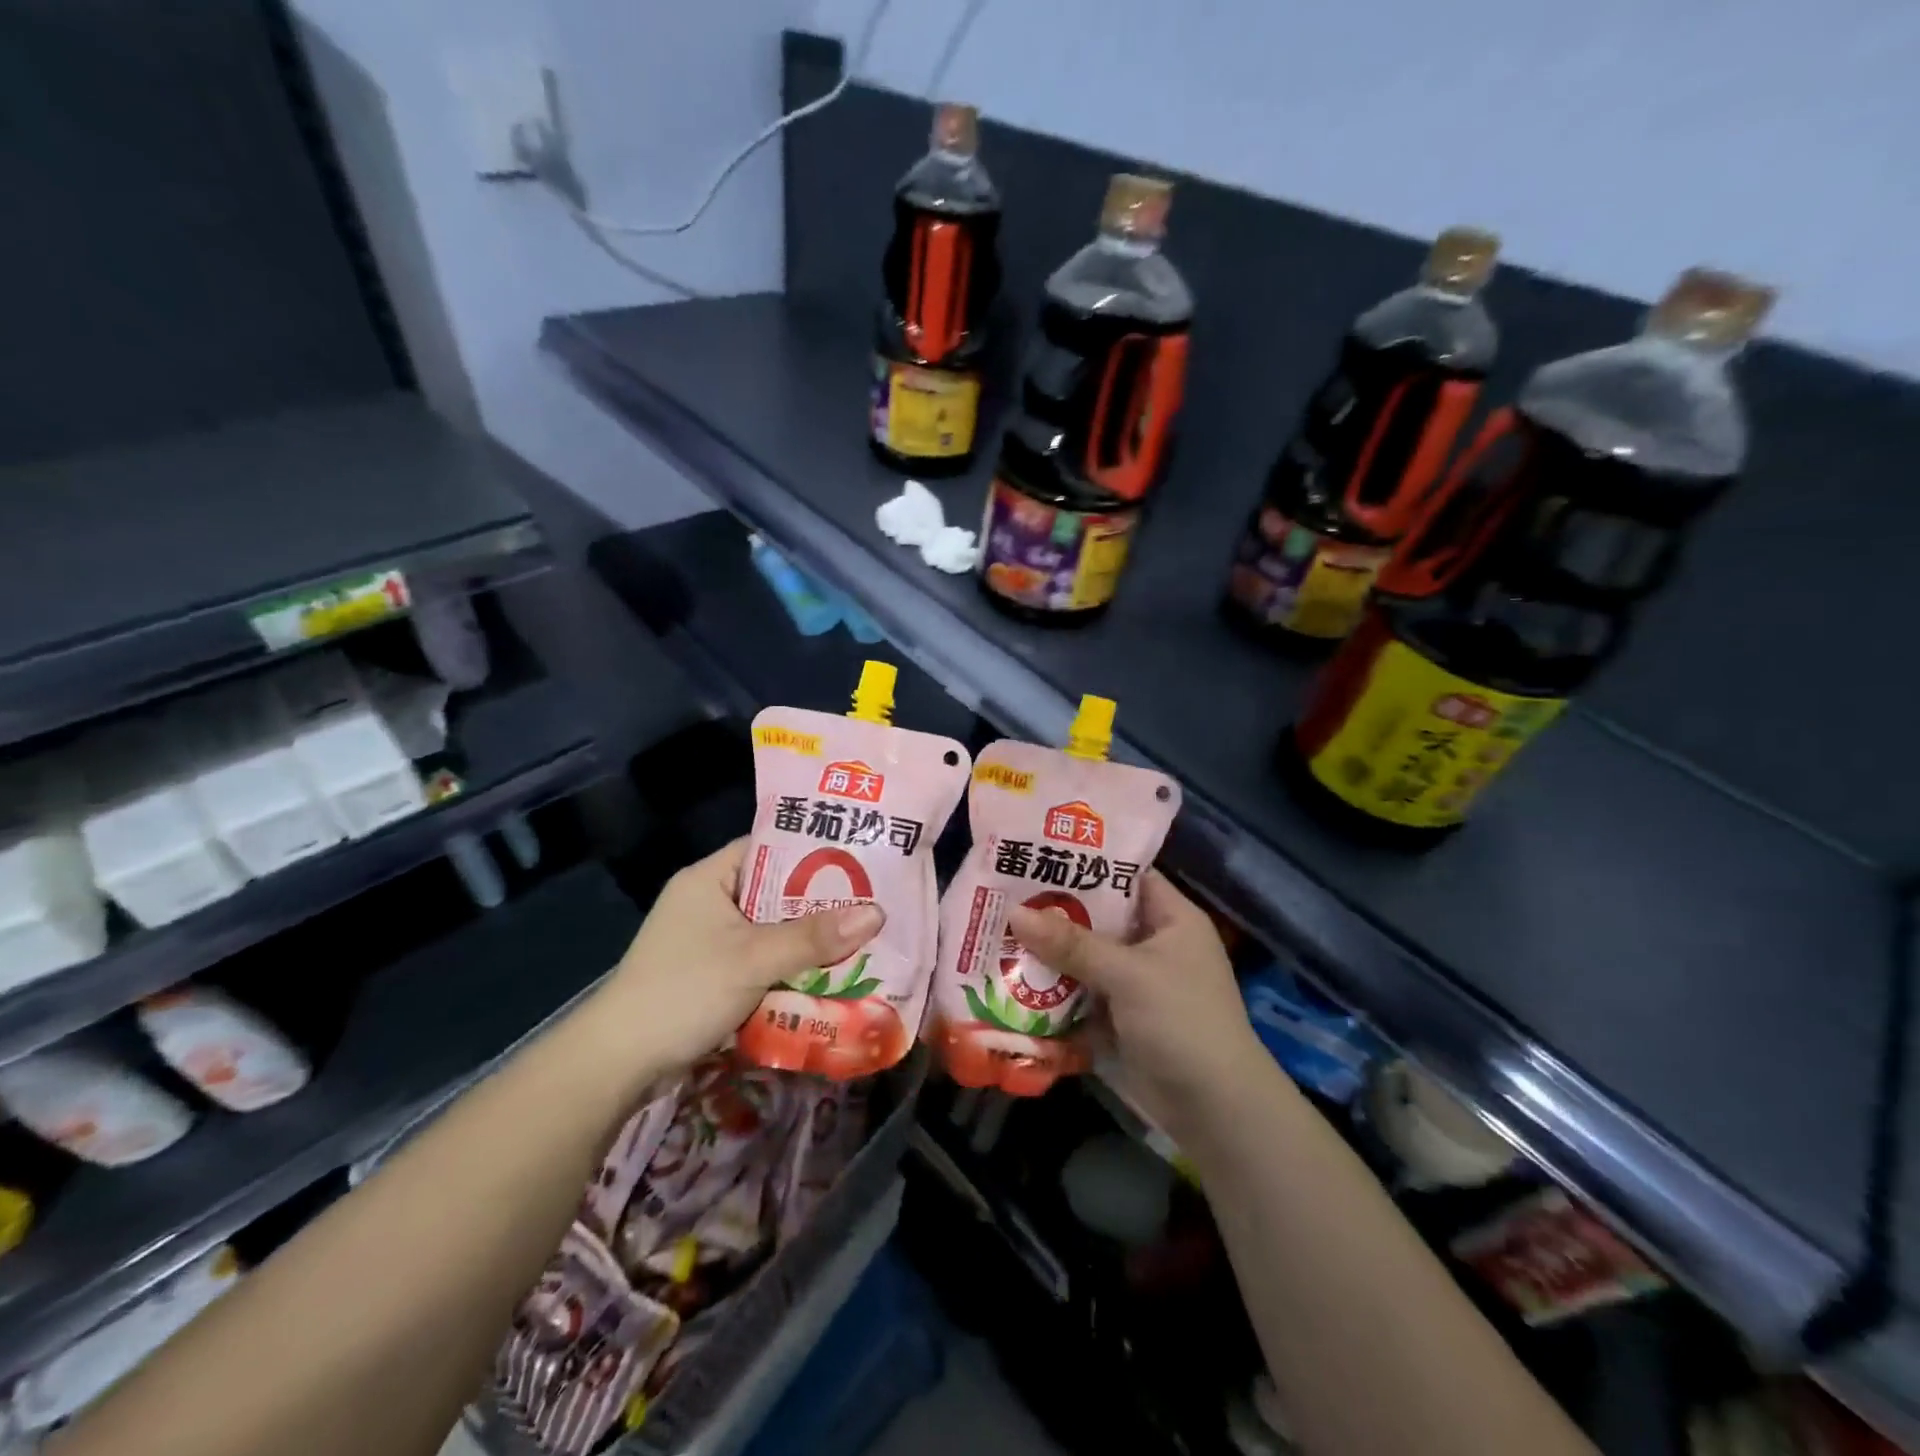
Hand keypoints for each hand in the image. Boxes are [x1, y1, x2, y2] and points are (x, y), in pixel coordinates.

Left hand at [589, 838, 884, 1079]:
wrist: (617, 1064)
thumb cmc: (684, 991)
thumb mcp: (754, 958)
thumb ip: (813, 936)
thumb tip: (878, 913)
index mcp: (709, 878)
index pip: (769, 847)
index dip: (813, 850)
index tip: (859, 860)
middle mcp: (708, 902)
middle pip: (775, 891)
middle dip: (819, 902)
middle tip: (870, 903)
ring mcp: (707, 941)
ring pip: (770, 929)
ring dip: (806, 939)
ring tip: (859, 938)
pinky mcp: (710, 975)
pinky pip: (760, 959)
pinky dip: (788, 966)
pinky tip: (826, 975)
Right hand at [1007, 871, 1269, 1139]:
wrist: (1215, 1111)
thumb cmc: (1182, 1021)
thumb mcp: (1128, 974)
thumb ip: (1072, 943)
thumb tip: (1014, 912)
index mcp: (1171, 918)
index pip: (1125, 875)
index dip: (1085, 864)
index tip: (1036, 853)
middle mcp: (1153, 944)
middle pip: (1098, 917)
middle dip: (1054, 911)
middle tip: (1001, 894)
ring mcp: (1136, 983)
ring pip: (1084, 957)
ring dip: (1048, 953)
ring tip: (995, 933)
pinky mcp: (1121, 1018)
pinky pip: (1081, 993)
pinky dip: (1054, 990)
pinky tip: (1011, 980)